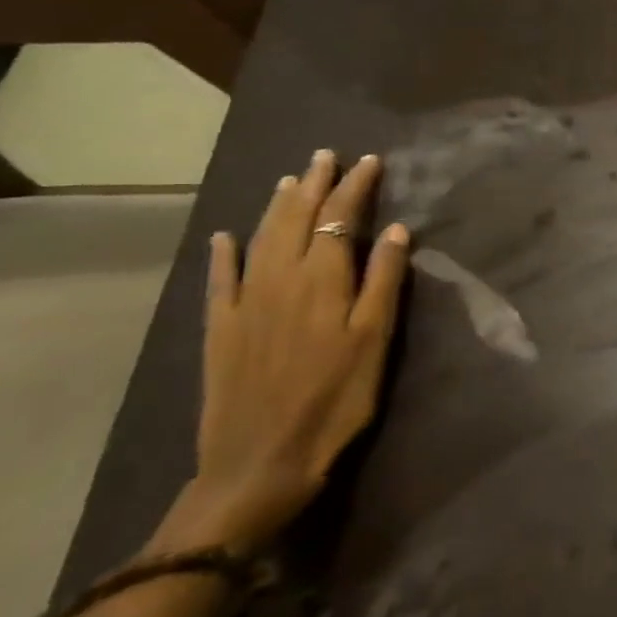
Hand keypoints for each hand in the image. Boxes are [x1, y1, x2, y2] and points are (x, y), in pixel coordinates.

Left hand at [178, 151, 410, 553]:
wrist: (260, 460)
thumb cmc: (336, 399)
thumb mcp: (375, 340)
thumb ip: (385, 281)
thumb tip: (397, 230)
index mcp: (323, 280)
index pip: (341, 218)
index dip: (355, 187)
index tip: (369, 161)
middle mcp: (280, 279)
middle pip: (297, 218)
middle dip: (315, 184)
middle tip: (327, 156)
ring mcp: (244, 302)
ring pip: (261, 238)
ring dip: (277, 205)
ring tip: (291, 179)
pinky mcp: (220, 329)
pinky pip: (220, 278)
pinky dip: (223, 252)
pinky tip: (226, 236)